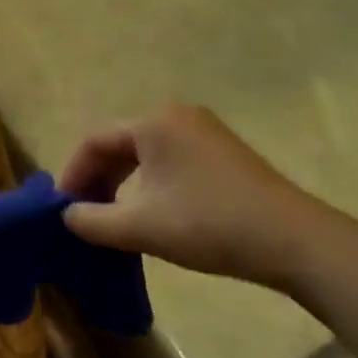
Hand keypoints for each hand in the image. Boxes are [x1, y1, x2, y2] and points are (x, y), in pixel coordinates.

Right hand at [58, 104, 340, 288]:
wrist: (294, 241)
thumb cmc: (208, 224)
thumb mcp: (140, 226)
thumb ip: (92, 221)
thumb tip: (66, 216)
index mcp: (153, 123)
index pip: (95, 141)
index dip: (73, 175)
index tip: (62, 209)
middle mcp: (176, 115)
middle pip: (119, 144)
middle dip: (97, 180)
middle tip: (84, 215)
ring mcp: (204, 131)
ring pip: (145, 154)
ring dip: (122, 184)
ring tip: (112, 218)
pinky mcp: (223, 152)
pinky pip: (169, 160)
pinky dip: (149, 184)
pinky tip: (150, 212)